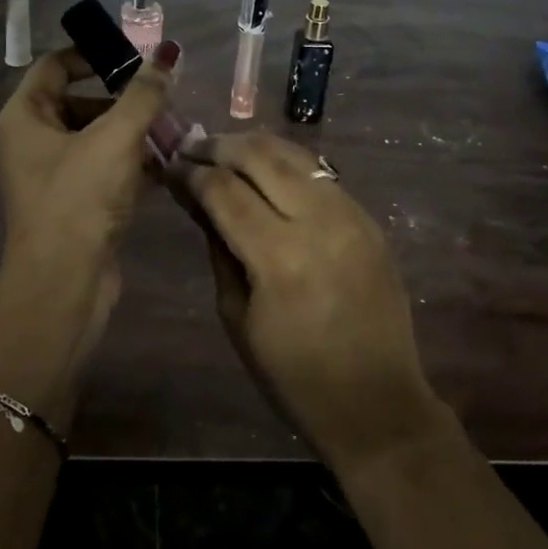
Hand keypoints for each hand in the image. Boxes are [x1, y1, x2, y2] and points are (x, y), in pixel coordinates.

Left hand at [0, 43, 176, 308]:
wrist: (63, 284)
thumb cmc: (79, 199)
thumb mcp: (115, 139)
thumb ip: (143, 94)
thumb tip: (166, 53)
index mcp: (24, 117)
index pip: (55, 65)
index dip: (94, 54)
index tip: (136, 56)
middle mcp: (31, 141)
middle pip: (79, 101)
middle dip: (124, 99)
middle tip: (164, 97)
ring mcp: (51, 175)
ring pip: (96, 137)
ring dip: (133, 132)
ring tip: (176, 129)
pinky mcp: (73, 203)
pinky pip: (103, 168)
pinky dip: (131, 162)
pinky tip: (168, 163)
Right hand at [173, 131, 446, 467]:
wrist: (377, 402)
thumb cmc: (293, 375)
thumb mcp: (237, 316)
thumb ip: (218, 249)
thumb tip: (199, 201)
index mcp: (279, 257)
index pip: (224, 189)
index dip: (191, 172)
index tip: (170, 164)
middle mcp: (318, 222)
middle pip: (259, 156)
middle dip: (219, 145)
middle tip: (192, 146)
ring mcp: (351, 215)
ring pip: (294, 154)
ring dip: (254, 146)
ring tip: (225, 149)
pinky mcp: (369, 219)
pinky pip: (321, 174)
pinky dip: (287, 164)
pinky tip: (267, 172)